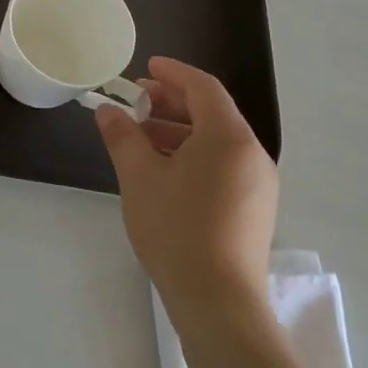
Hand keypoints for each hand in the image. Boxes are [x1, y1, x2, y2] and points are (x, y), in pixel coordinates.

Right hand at [96, 56, 277, 322]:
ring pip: (217, 139)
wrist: (218, 301)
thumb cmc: (176, 228)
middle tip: (135, 100)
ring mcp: (257, 183)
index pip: (203, 88)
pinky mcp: (253, 207)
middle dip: (172, 101)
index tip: (145, 67)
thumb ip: (123, 136)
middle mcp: (252, 154)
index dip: (173, 72)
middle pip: (212, 112)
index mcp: (228, 138)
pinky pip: (223, 163)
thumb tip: (109, 111)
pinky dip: (193, 152)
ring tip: (140, 135)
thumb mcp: (139, 176)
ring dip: (179, 129)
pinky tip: (163, 167)